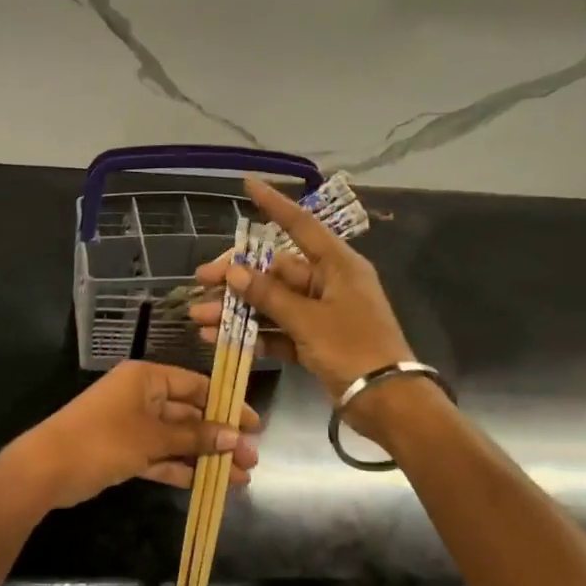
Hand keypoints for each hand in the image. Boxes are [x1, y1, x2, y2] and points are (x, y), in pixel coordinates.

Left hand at [6, 361, 260, 511]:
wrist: (46, 469)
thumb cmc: (102, 440)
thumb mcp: (152, 437)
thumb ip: (194, 437)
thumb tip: (235, 437)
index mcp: (146, 378)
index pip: (195, 385)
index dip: (226, 404)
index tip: (254, 426)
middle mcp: (140, 396)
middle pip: (188, 414)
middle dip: (219, 438)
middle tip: (251, 460)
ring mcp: (131, 425)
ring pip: (176, 439)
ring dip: (204, 457)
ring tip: (239, 479)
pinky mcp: (123, 451)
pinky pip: (160, 456)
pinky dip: (180, 468)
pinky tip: (207, 484)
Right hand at [189, 177, 414, 409]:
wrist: (387, 401)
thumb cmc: (353, 349)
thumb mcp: (308, 320)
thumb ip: (269, 295)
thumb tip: (235, 272)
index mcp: (337, 266)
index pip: (300, 225)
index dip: (273, 204)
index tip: (247, 184)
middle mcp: (328, 283)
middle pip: (275, 271)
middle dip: (236, 279)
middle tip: (200, 281)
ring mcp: (321, 313)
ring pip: (271, 303)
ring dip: (237, 310)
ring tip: (199, 318)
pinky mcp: (315, 341)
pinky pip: (278, 330)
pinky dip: (253, 334)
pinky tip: (219, 338)